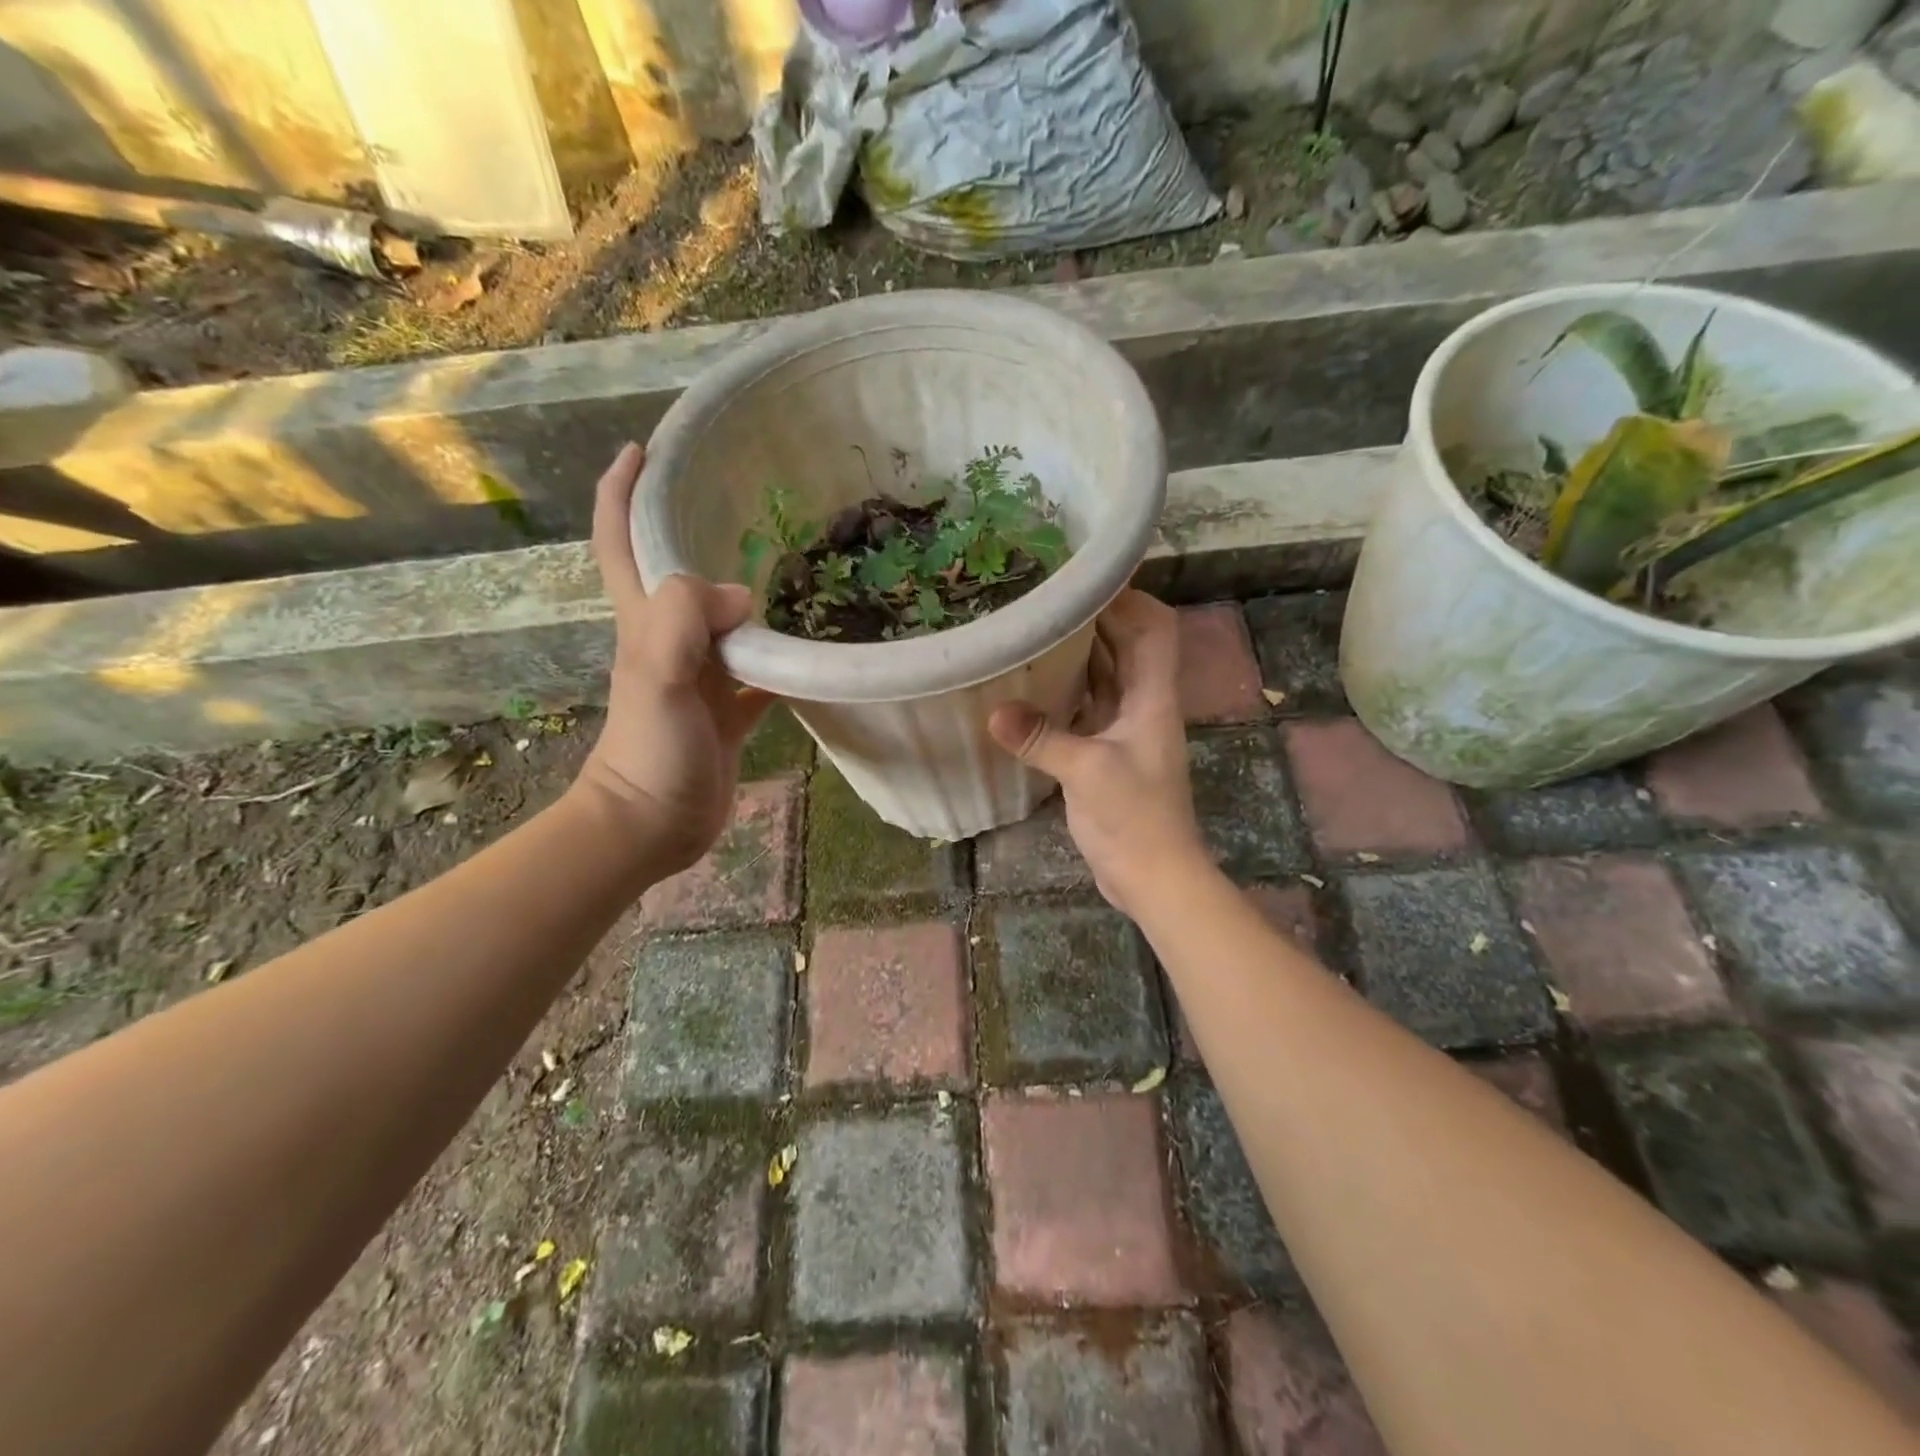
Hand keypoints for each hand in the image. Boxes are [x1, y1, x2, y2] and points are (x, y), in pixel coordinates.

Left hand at [571, 444, 771, 874]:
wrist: (651, 824)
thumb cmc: (649, 752)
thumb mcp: (657, 676)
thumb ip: (687, 621)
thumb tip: (743, 595)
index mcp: (646, 622)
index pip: (623, 542)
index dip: (623, 492)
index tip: (643, 448)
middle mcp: (670, 640)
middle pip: (678, 572)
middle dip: (693, 527)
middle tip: (742, 497)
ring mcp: (701, 677)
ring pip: (725, 621)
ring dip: (748, 592)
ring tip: (792, 561)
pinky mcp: (728, 711)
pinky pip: (760, 673)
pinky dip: (783, 659)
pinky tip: (815, 647)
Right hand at [987, 590, 1208, 918]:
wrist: (1154, 875)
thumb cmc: (1135, 818)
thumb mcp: (1087, 772)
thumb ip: (1041, 738)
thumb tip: (992, 710)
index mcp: (1152, 697)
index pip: (1154, 628)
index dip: (1128, 598)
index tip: (1082, 580)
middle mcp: (1142, 703)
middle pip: (1125, 645)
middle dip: (1092, 618)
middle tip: (1042, 598)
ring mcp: (1124, 728)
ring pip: (1103, 674)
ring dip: (1075, 653)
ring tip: (1031, 629)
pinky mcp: (1105, 750)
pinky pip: (1085, 705)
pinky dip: (1063, 690)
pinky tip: (1028, 684)